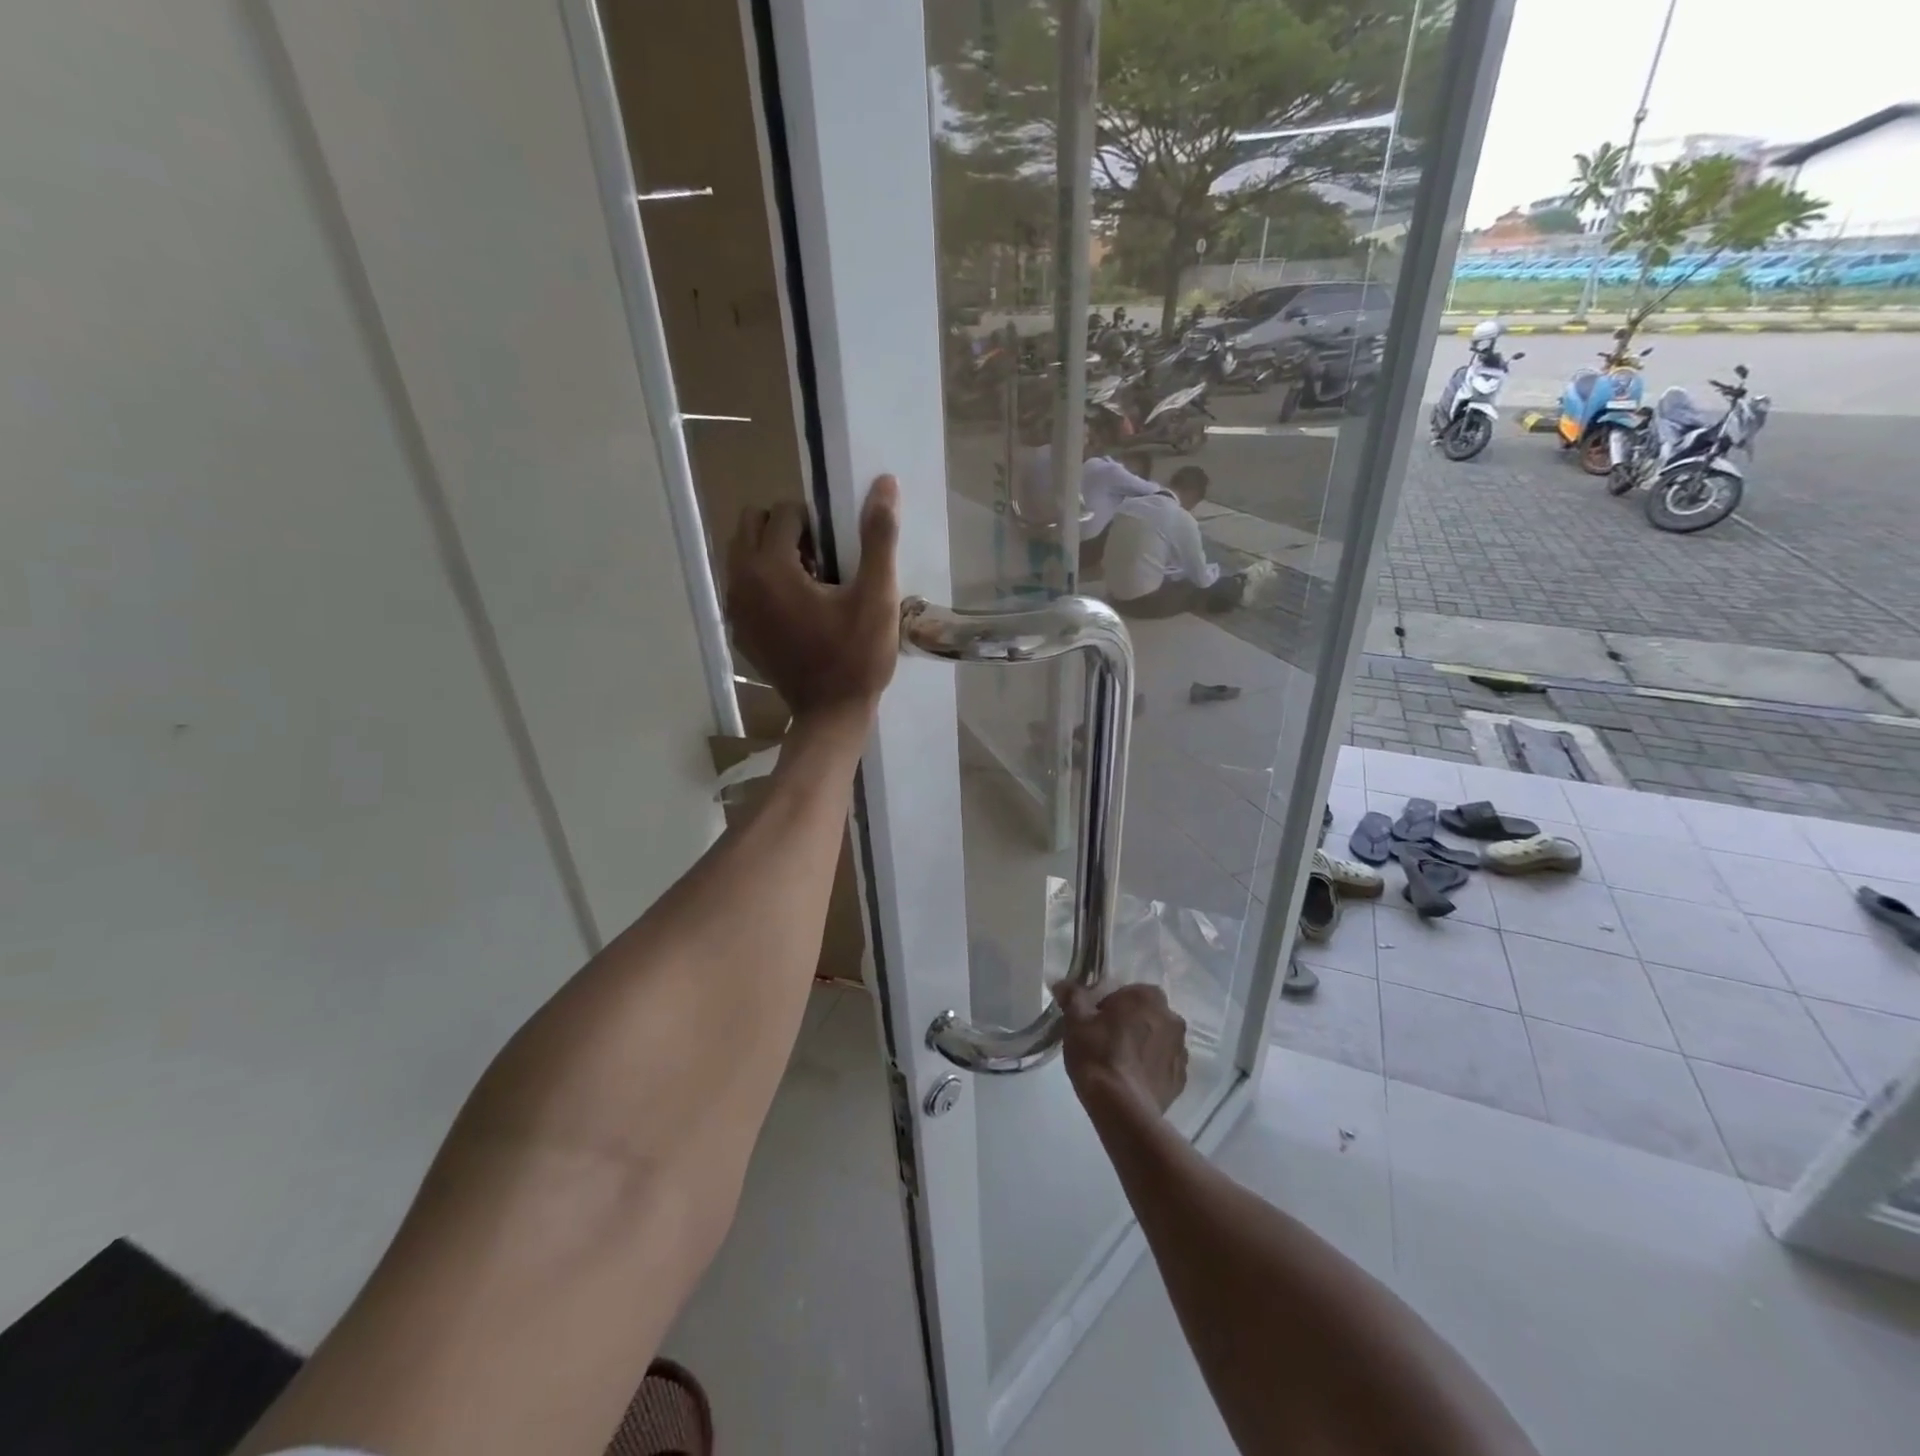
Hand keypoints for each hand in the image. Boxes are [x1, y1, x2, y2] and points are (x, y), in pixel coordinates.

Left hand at [726, 477, 899, 720]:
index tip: (836, 551)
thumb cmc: (857, 655)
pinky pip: (743, 587)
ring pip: (742, 555)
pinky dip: (764, 584)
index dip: (813, 522)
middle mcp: (741, 581)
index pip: (783, 512)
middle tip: (819, 560)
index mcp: (770, 567)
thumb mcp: (877, 596)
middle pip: (750, 524)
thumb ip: (878, 537)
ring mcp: (735, 610)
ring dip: (771, 554)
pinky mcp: (739, 631)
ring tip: (809, 584)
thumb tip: (885, 483)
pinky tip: (796, 611)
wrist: (831, 714)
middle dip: (783, 530)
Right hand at [1054, 981, 1187, 1116]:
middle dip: (1129, 1024)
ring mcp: (1181, 1050)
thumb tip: (1062, 984)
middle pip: (1145, 1015)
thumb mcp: (1075, 1020)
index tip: (1094, 1022)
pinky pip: (1163, 1066)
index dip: (1109, 1006)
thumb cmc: (1098, 1054)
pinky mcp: (1181, 1080)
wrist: (1122, 1108)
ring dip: (1142, 1046)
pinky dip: (1150, 1070)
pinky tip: (1130, 1082)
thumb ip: (1072, 997)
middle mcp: (1172, 1018)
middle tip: (1104, 1042)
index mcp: (1148, 996)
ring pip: (1156, 1040)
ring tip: (1118, 1065)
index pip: (1127, 993)